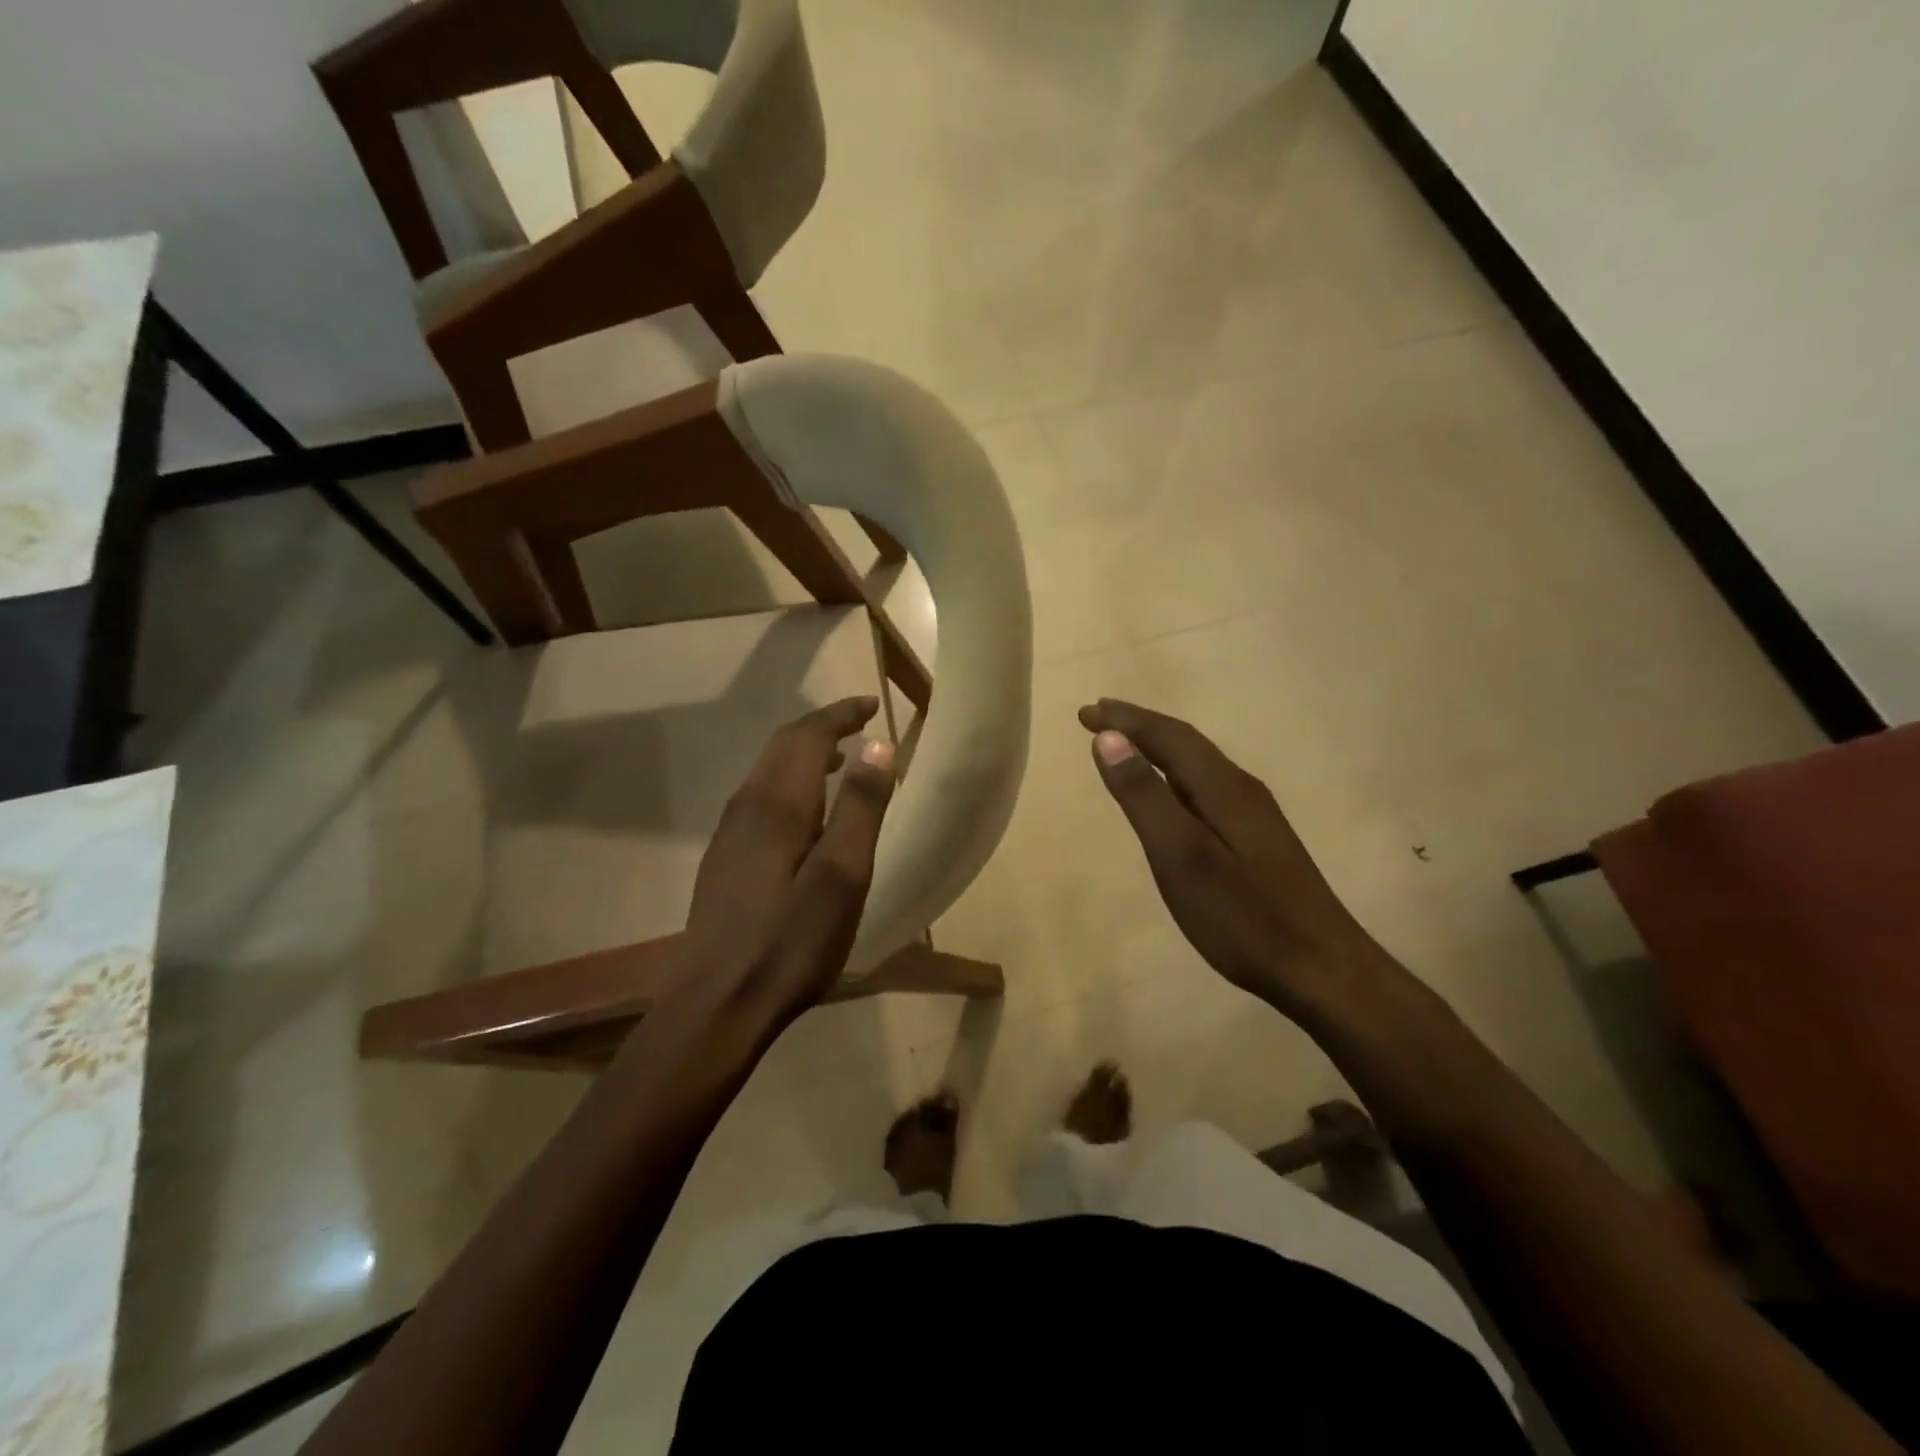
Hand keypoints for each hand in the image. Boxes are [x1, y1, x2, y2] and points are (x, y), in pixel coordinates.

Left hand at [680, 697, 896, 1021]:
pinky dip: (789, 782)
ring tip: (841, 760)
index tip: (872, 703)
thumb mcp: (842, 876)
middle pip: (782, 746)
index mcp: (778, 803)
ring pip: (768, 772)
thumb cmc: (790, 942)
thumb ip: (861, 807)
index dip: (841, 714)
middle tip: (859, 723)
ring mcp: (729, 833)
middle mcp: (747, 806)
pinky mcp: (724, 859)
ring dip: (804, 754)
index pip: (808, 735)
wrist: (716, 1003)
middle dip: (822, 726)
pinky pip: (760, 797)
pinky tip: (805, 813)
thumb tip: (879, 744)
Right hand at [1078, 698, 1399, 1024]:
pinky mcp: (1258, 839)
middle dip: (1139, 726)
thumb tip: (1108, 739)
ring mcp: (1254, 815)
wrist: (1322, 969)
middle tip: (1096, 718)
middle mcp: (1241, 789)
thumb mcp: (1180, 856)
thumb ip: (1144, 796)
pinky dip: (1175, 775)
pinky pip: (1206, 787)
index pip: (1168, 737)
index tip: (1085, 712)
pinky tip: (1170, 794)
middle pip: (1185, 743)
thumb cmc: (1242, 916)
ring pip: (1198, 764)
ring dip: (1158, 748)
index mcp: (1222, 787)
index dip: (1125, 720)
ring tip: (1124, 745)